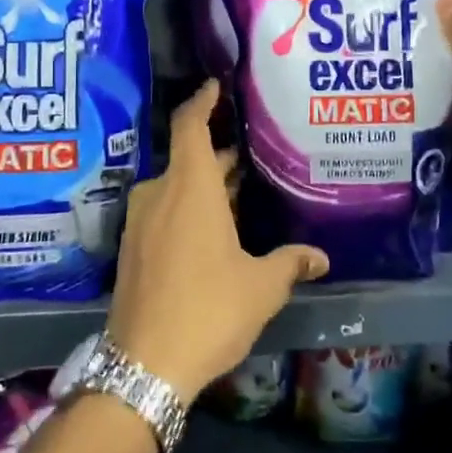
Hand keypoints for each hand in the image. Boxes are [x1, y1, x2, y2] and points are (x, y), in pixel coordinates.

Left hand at [106, 81, 328, 399]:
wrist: (144, 366)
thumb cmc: (208, 311)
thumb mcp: (261, 287)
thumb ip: (290, 263)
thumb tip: (320, 257)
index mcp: (190, 189)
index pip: (190, 125)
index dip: (202, 101)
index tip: (215, 86)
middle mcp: (159, 194)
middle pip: (188, 158)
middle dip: (218, 154)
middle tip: (252, 152)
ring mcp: (140, 222)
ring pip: (175, 187)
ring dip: (204, 184)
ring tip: (239, 191)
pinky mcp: (132, 249)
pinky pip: (163, 211)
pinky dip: (187, 208)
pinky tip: (212, 229)